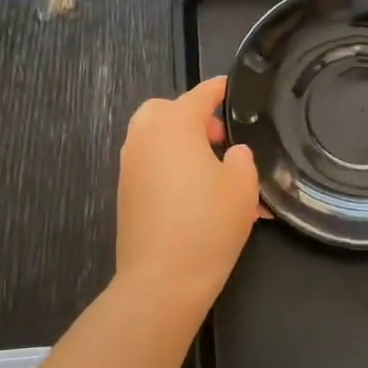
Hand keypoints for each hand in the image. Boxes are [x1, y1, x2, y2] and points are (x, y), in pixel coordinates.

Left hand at [114, 76, 260, 308]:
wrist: (161, 280)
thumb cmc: (207, 225)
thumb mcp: (242, 187)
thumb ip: (241, 160)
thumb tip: (232, 153)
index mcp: (174, 125)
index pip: (200, 95)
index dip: (219, 89)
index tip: (233, 88)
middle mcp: (145, 137)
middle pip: (165, 109)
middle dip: (192, 115)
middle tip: (219, 137)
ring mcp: (130, 165)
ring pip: (153, 136)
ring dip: (179, 141)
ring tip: (211, 168)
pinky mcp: (125, 192)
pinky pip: (149, 163)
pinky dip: (168, 164)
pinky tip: (194, 192)